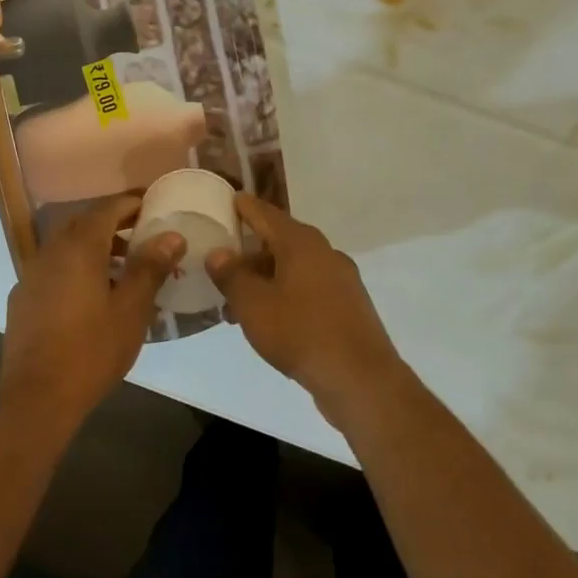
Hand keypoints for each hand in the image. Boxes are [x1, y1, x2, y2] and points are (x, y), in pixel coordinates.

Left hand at [0, 195, 183, 436]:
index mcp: (78, 248)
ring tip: (124, 267)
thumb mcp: (131, 309)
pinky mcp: (23, 299)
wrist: (38, 397)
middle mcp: (49, 252)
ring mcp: (31, 276)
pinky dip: (76, 268)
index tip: (154, 204)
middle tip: (143, 234)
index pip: (106, 208)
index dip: (131, 203)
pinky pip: (54, 269)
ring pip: (66, 247)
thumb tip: (171, 235)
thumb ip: (150, 267)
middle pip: (83, 223)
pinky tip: (92, 295)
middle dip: (113, 224)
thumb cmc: (92, 350)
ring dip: (95, 247)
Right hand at [206, 195, 405, 422]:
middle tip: (221, 264)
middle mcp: (325, 253)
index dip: (244, 207)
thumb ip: (232, 275)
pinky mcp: (348, 306)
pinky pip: (308, 289)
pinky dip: (284, 295)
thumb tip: (219, 253)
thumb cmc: (299, 332)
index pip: (266, 214)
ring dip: (265, 280)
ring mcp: (341, 279)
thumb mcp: (253, 304)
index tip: (228, 199)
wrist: (358, 377)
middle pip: (280, 242)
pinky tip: (268, 319)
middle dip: (250, 253)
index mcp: (301, 243)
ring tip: (236, 303)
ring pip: (294, 269)